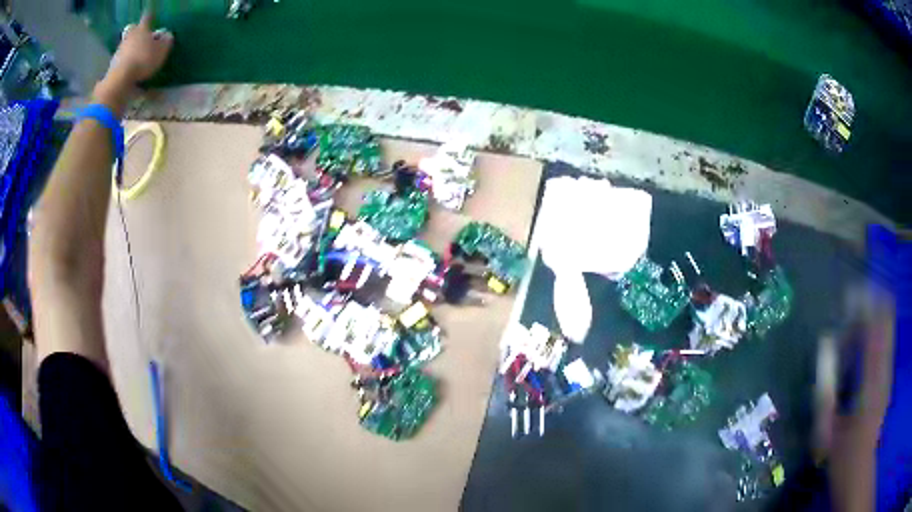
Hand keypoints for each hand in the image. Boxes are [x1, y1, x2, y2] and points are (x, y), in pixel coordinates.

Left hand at [94, 10, 172, 115]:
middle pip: (132, 29)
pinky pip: (121, 59)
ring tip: (135, 55)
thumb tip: (167, 35)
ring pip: (126, 44)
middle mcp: (130, 36)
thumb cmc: (143, 60)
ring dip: (130, 47)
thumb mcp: (161, 51)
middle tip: (139, 35)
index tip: (151, 14)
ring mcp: (119, 50)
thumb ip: (166, 41)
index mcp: (142, 29)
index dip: (150, 16)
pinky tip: (128, 67)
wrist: (120, 80)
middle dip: (135, 31)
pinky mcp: (112, 65)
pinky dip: (125, 61)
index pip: (147, 17)